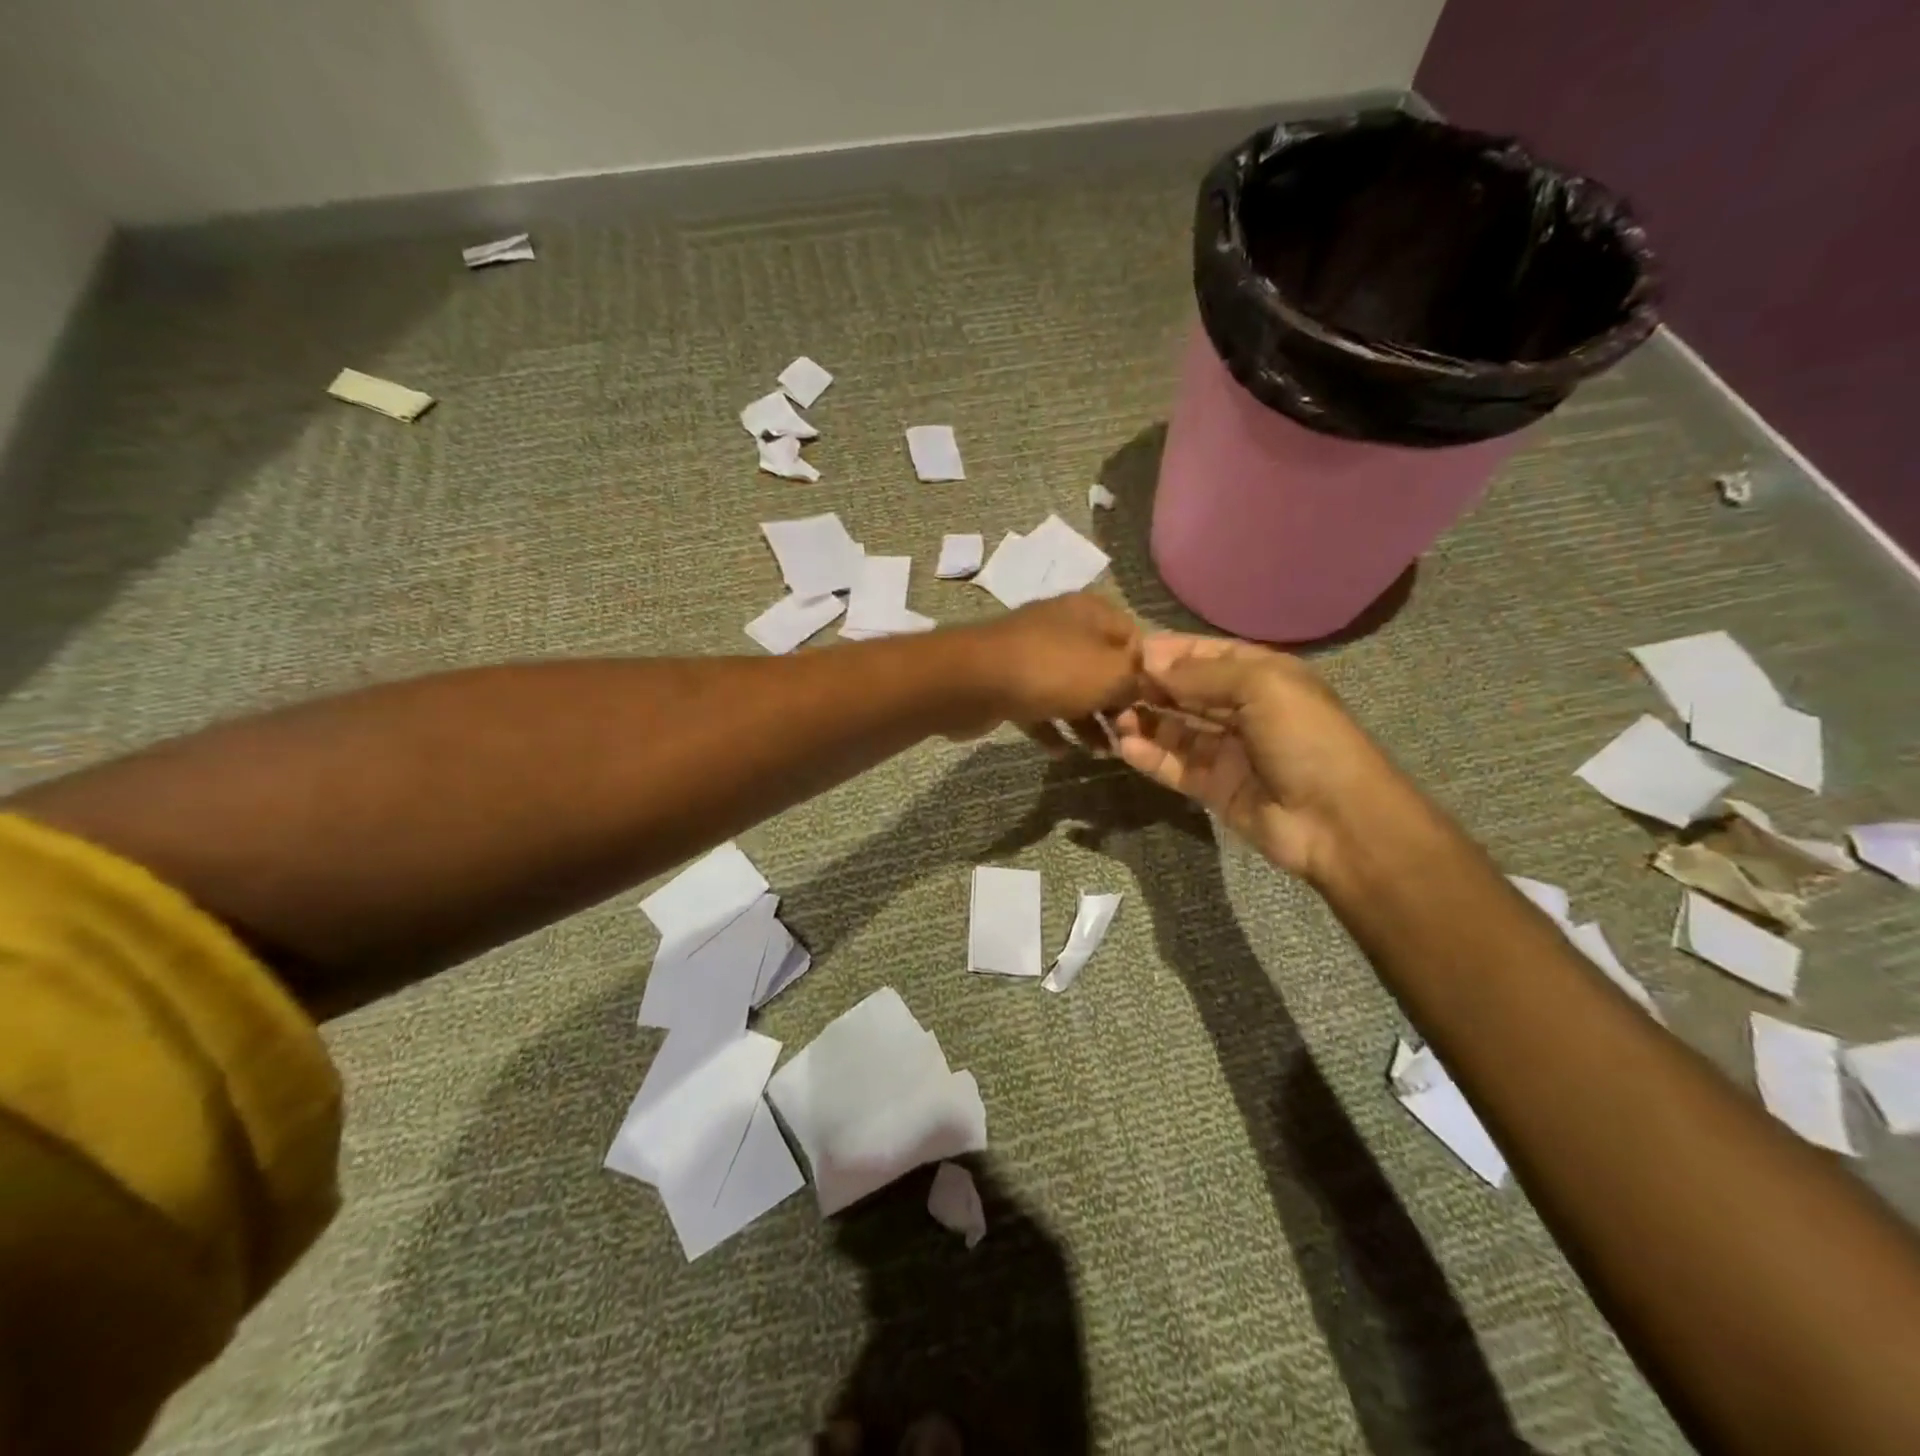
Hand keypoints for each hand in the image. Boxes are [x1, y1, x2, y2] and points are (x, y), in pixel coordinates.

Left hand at [950, 592, 1142, 750]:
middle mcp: (1063, 626)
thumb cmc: (1053, 671)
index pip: (1135, 638)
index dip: (1149, 673)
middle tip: (1129, 736)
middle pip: (1102, 666)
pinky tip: (1062, 753)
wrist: (973, 681)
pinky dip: (1052, 727)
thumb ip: (1138, 680)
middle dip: (1117, 704)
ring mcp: (1031, 654)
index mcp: (1092, 613)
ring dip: (1087, 721)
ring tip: (1101, 753)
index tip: (1157, 707)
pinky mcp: (1007, 681)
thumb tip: (1147, 687)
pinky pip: (1038, 706)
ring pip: (1070, 689)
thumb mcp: (1112, 674)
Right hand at [1112, 633, 1402, 878]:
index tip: (1126, 651)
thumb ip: (1202, 674)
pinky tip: (1125, 746)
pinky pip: (1175, 766)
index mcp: (1262, 676)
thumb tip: (1151, 663)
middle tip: (1109, 684)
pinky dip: (1150, 756)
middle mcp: (1243, 709)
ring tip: (1113, 715)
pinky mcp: (1214, 788)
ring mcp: (1228, 751)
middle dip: (1150, 685)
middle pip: (1186, 691)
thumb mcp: (1262, 686)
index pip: (1205, 654)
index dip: (1168, 651)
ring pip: (1176, 729)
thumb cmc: (1305, 738)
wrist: (1338, 820)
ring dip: (1145, 720)